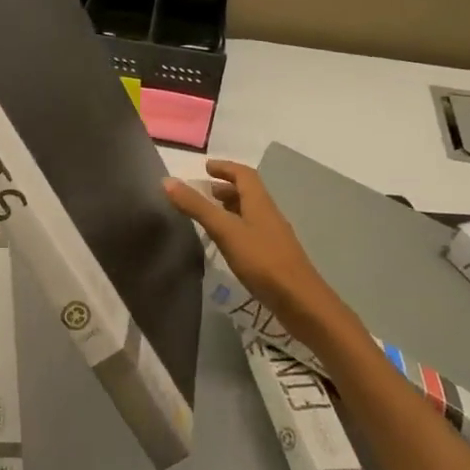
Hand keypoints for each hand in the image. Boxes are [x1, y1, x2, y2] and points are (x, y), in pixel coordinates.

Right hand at [164, 159, 329, 310]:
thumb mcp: (225, 231)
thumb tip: (168, 181)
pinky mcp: (274, 255)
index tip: (206, 167)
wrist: (301, 301)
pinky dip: (236, 226)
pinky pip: (252, 231)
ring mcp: (274, 236)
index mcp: (260, 203)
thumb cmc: (262, 261)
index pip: (244, 174)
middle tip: (204, 191)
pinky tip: (226, 242)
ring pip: (251, 212)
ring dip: (231, 207)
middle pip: (249, 192)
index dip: (225, 167)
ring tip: (210, 214)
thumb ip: (197, 207)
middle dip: (226, 187)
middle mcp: (269, 214)